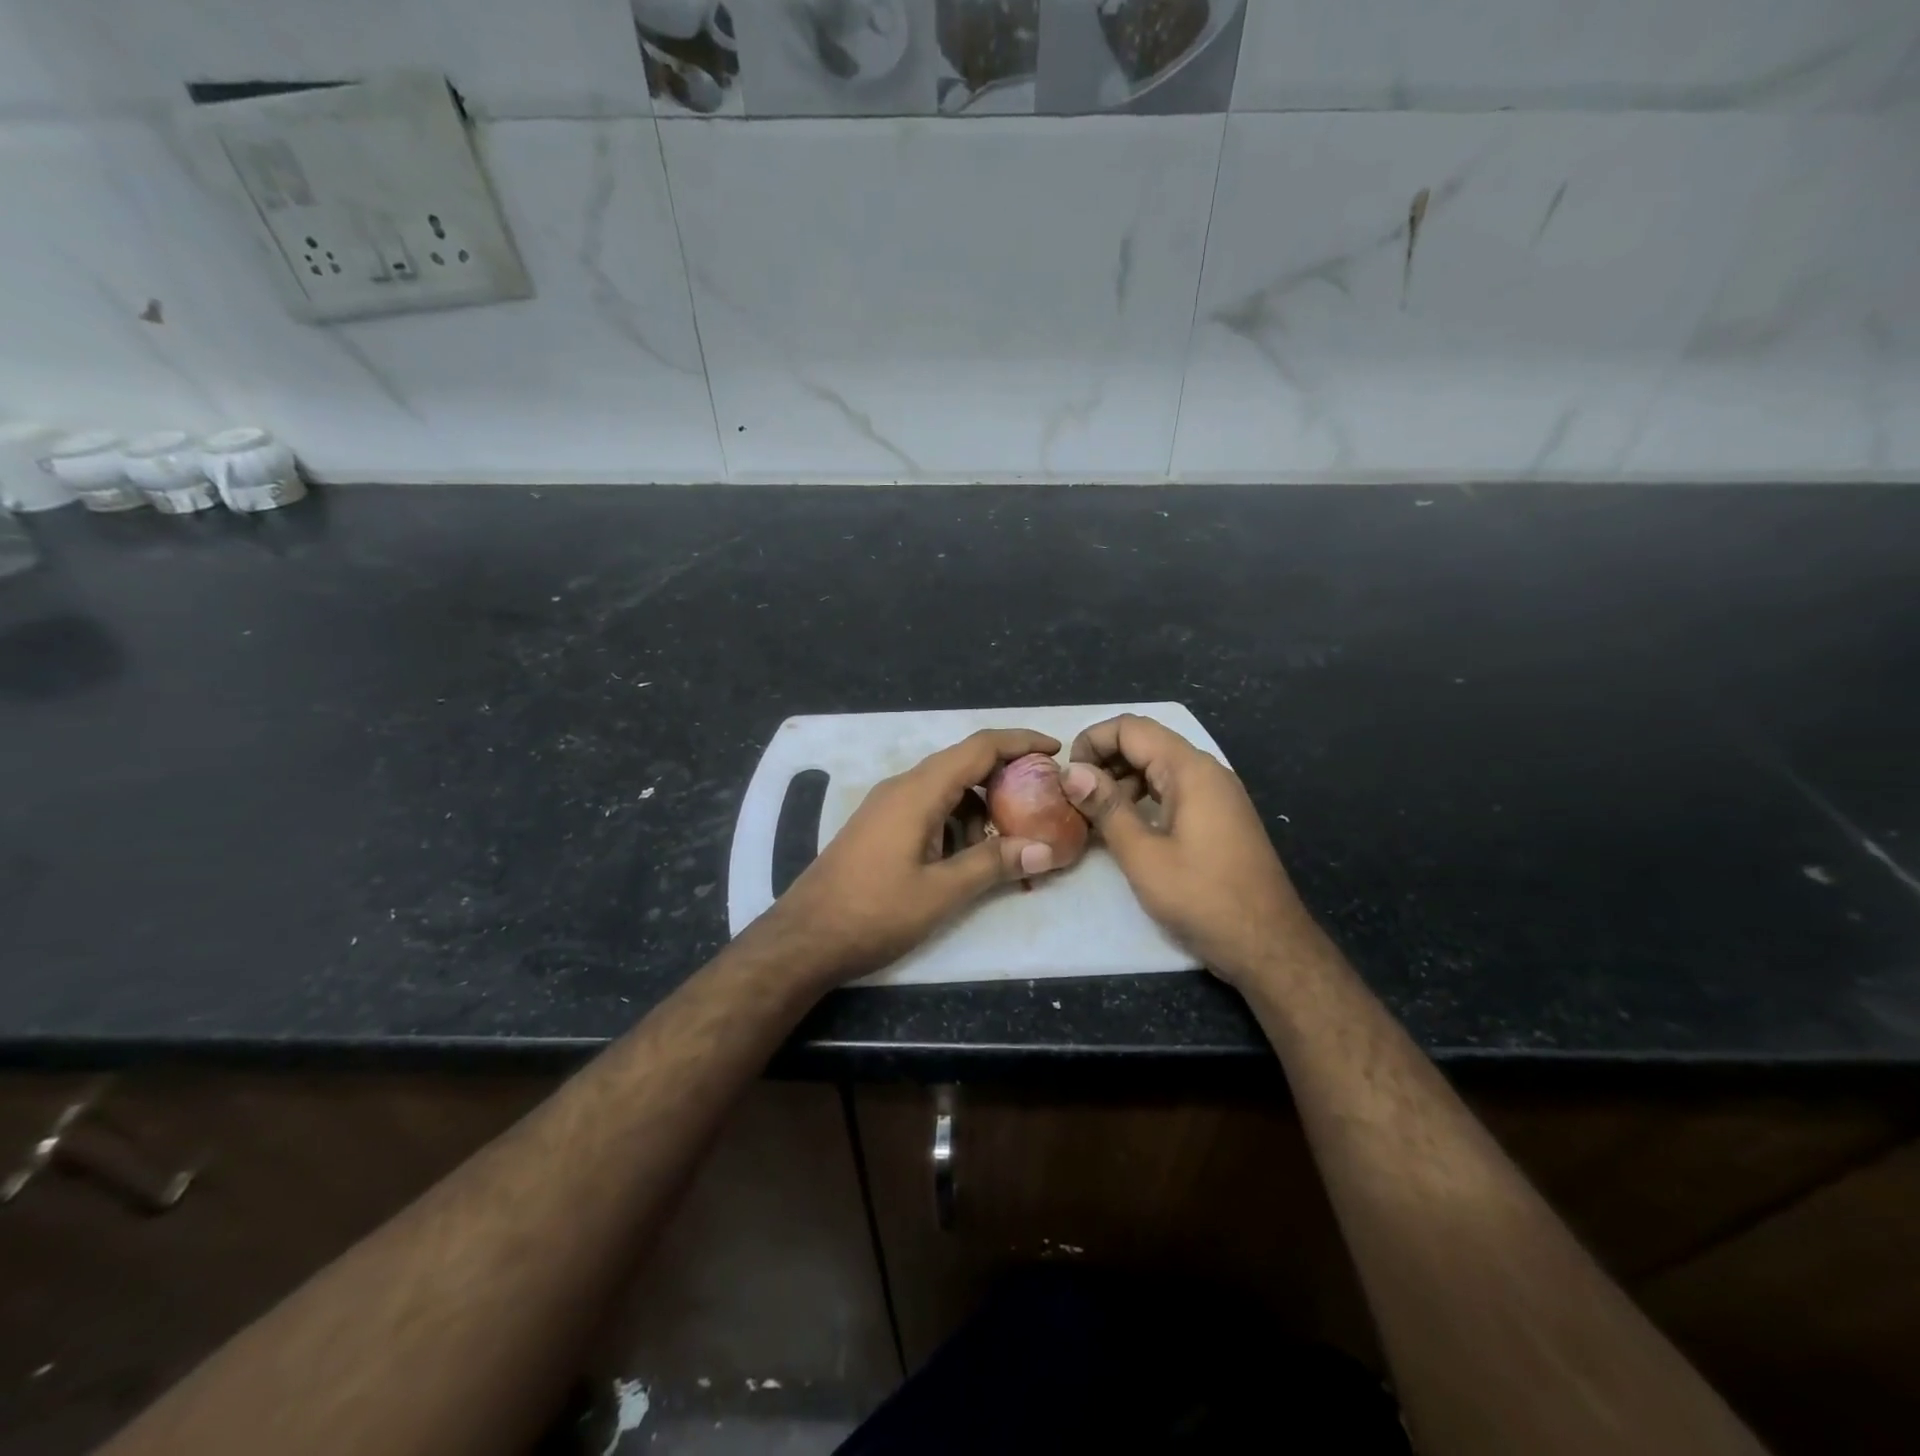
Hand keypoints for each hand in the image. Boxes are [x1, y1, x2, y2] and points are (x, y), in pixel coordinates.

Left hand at [767, 729, 1063, 981]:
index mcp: (919, 791)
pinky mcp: (880, 826)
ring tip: (1009, 839)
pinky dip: (956, 821)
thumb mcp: (941, 892)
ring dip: (980, 806)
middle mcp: (903, 787)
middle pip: (963, 764)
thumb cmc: (873, 912)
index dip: (1020, 742)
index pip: (979, 747)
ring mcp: (887, 806)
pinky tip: (968, 855)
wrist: (804, 938)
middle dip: (1006, 776)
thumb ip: (993, 864)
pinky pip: (929, 808)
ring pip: (946, 789)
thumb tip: (1046, 849)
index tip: (1056, 751)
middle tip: (1042, 800)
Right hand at [1062, 714, 1314, 985]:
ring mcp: (1216, 795)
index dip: (1092, 741)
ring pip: (1158, 767)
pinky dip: (1143, 798)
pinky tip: (1125, 828)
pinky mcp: (1218, 817)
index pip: (1131, 728)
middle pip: (1145, 743)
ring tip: (1093, 815)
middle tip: (1073, 797)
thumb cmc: (1203, 898)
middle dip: (1104, 761)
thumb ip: (1106, 808)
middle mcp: (1206, 772)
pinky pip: (1173, 791)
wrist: (1269, 945)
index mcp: (1190, 770)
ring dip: (1121, 781)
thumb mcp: (1143, 855)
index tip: (1067, 776)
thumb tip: (1070, 771)